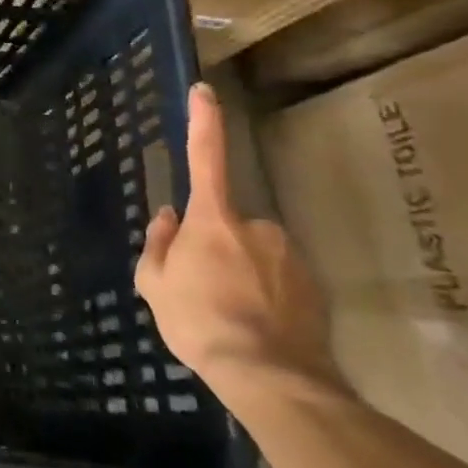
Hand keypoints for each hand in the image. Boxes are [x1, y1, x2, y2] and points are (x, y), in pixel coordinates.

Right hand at [135, 83, 345, 408]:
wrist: (269, 376)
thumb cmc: (198, 321)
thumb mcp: (153, 283)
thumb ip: (158, 243)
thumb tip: (168, 217)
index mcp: (213, 220)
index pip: (205, 158)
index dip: (203, 122)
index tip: (205, 91)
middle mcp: (257, 227)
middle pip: (226, 224)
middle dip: (213, 245)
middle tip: (199, 287)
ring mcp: (290, 256)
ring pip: (254, 253)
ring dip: (240, 272)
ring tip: (227, 314)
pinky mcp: (315, 287)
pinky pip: (279, 279)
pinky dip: (264, 294)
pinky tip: (254, 325)